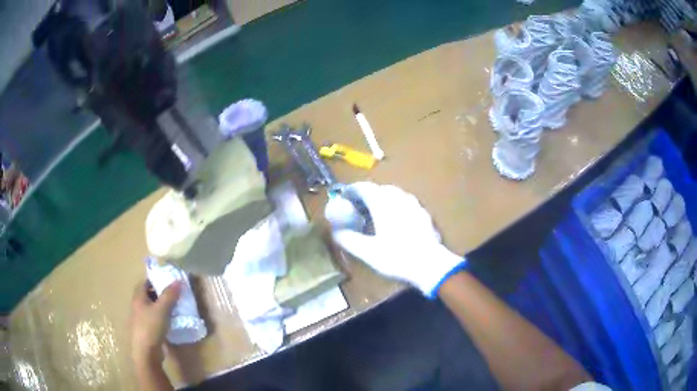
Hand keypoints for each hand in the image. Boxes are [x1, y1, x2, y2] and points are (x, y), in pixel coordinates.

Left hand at [130, 280, 180, 366]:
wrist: (146, 352)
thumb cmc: (151, 327)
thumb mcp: (162, 309)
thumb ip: (169, 295)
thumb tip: (178, 280)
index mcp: (138, 297)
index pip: (145, 283)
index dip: (155, 280)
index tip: (168, 281)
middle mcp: (137, 306)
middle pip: (148, 295)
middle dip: (159, 293)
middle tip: (173, 294)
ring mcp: (141, 319)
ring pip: (151, 307)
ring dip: (161, 306)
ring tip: (174, 307)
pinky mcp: (146, 330)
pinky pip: (154, 318)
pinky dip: (161, 317)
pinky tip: (170, 321)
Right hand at [326, 182, 464, 297]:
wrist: (431, 265)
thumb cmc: (397, 258)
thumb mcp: (368, 253)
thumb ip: (349, 240)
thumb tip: (335, 232)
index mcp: (384, 206)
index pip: (366, 188)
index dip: (354, 189)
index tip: (346, 194)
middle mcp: (400, 201)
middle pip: (383, 188)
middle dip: (370, 192)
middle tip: (362, 204)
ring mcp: (416, 207)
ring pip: (398, 194)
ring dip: (386, 196)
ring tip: (380, 209)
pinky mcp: (426, 216)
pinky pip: (410, 203)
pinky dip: (400, 205)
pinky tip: (401, 219)